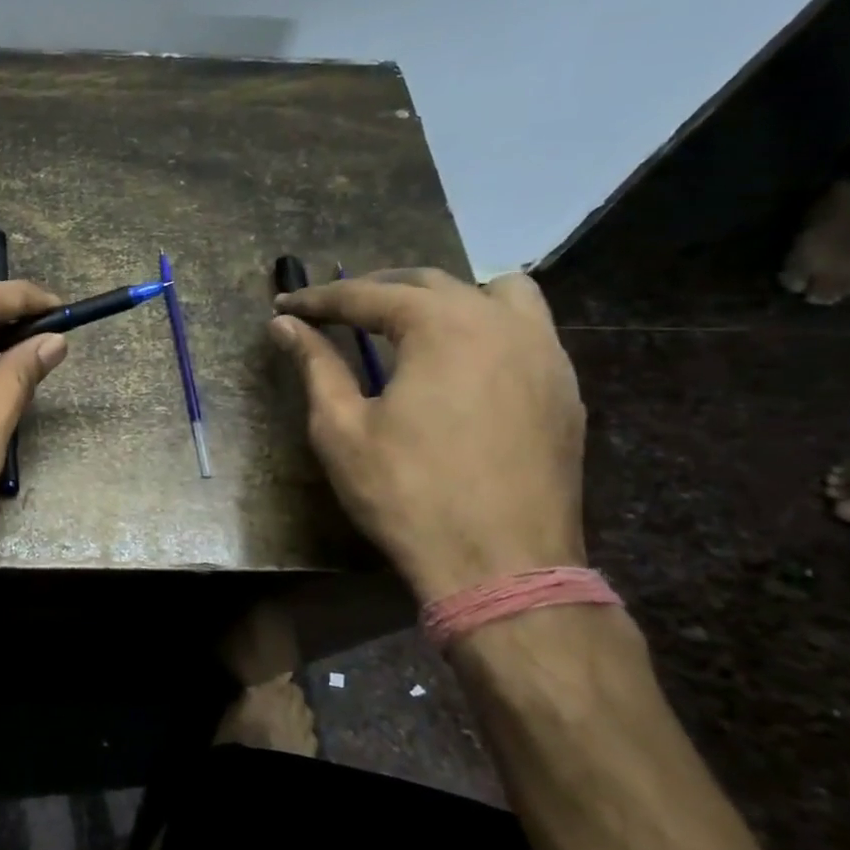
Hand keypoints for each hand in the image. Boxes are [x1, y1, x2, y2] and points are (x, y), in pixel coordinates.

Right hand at [269, 269, 585, 602]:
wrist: (502, 566)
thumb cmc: (407, 493)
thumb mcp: (342, 428)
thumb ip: (315, 365)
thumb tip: (283, 325)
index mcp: (442, 326)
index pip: (367, 295)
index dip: (319, 299)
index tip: (286, 307)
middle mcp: (501, 322)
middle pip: (429, 283)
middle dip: (375, 291)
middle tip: (334, 312)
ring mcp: (545, 353)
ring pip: (496, 292)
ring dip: (444, 297)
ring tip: (411, 324)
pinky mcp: (565, 388)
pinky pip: (527, 330)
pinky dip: (486, 326)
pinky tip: (461, 363)